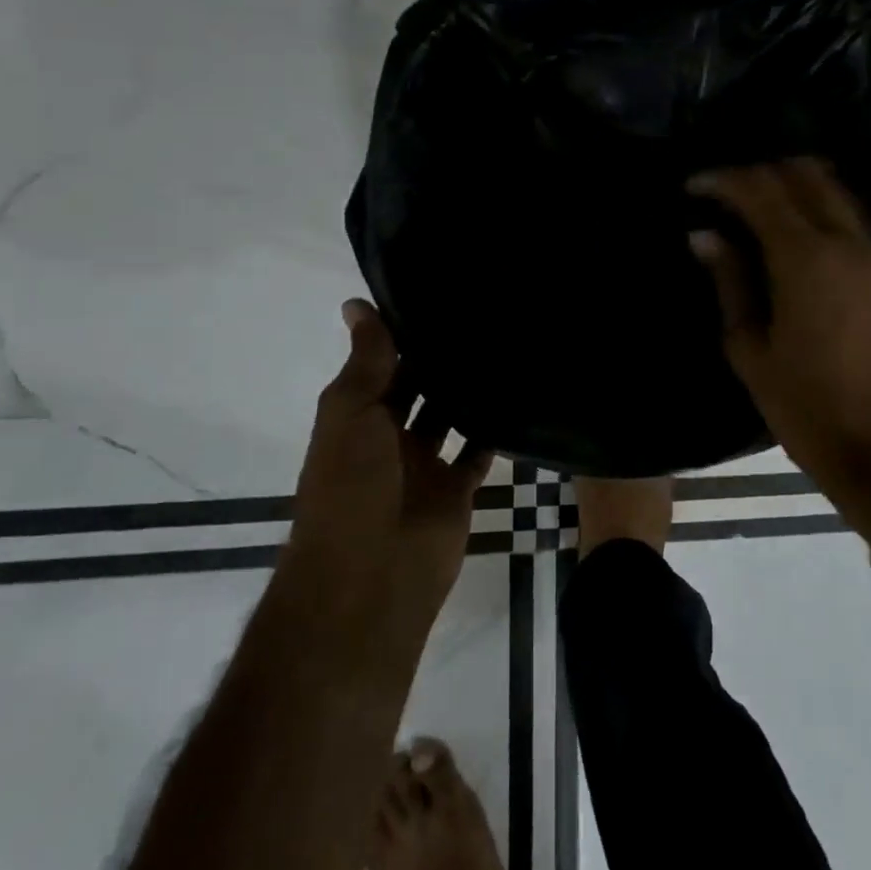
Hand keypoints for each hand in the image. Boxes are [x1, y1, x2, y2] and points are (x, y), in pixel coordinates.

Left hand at [285, 300, 492, 633]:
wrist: (372, 577)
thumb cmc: (351, 486)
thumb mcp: (350, 412)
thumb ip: (366, 360)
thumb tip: (356, 303)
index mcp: (356, 417)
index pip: (382, 364)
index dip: (403, 333)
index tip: (437, 292)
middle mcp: (389, 437)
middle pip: (418, 388)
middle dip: (441, 358)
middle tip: (483, 312)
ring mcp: (424, 465)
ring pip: (450, 416)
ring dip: (468, 389)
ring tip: (506, 343)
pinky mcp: (457, 489)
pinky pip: (479, 451)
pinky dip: (494, 429)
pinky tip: (519, 393)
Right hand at [688, 160, 870, 474]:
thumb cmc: (800, 402)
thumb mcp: (748, 345)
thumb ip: (729, 280)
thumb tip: (705, 235)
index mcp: (805, 260)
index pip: (761, 192)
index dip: (722, 180)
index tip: (693, 186)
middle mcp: (846, 243)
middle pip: (803, 175)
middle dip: (758, 172)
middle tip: (723, 192)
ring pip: (834, 189)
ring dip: (793, 183)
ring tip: (756, 203)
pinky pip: (852, 216)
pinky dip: (819, 205)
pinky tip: (793, 230)